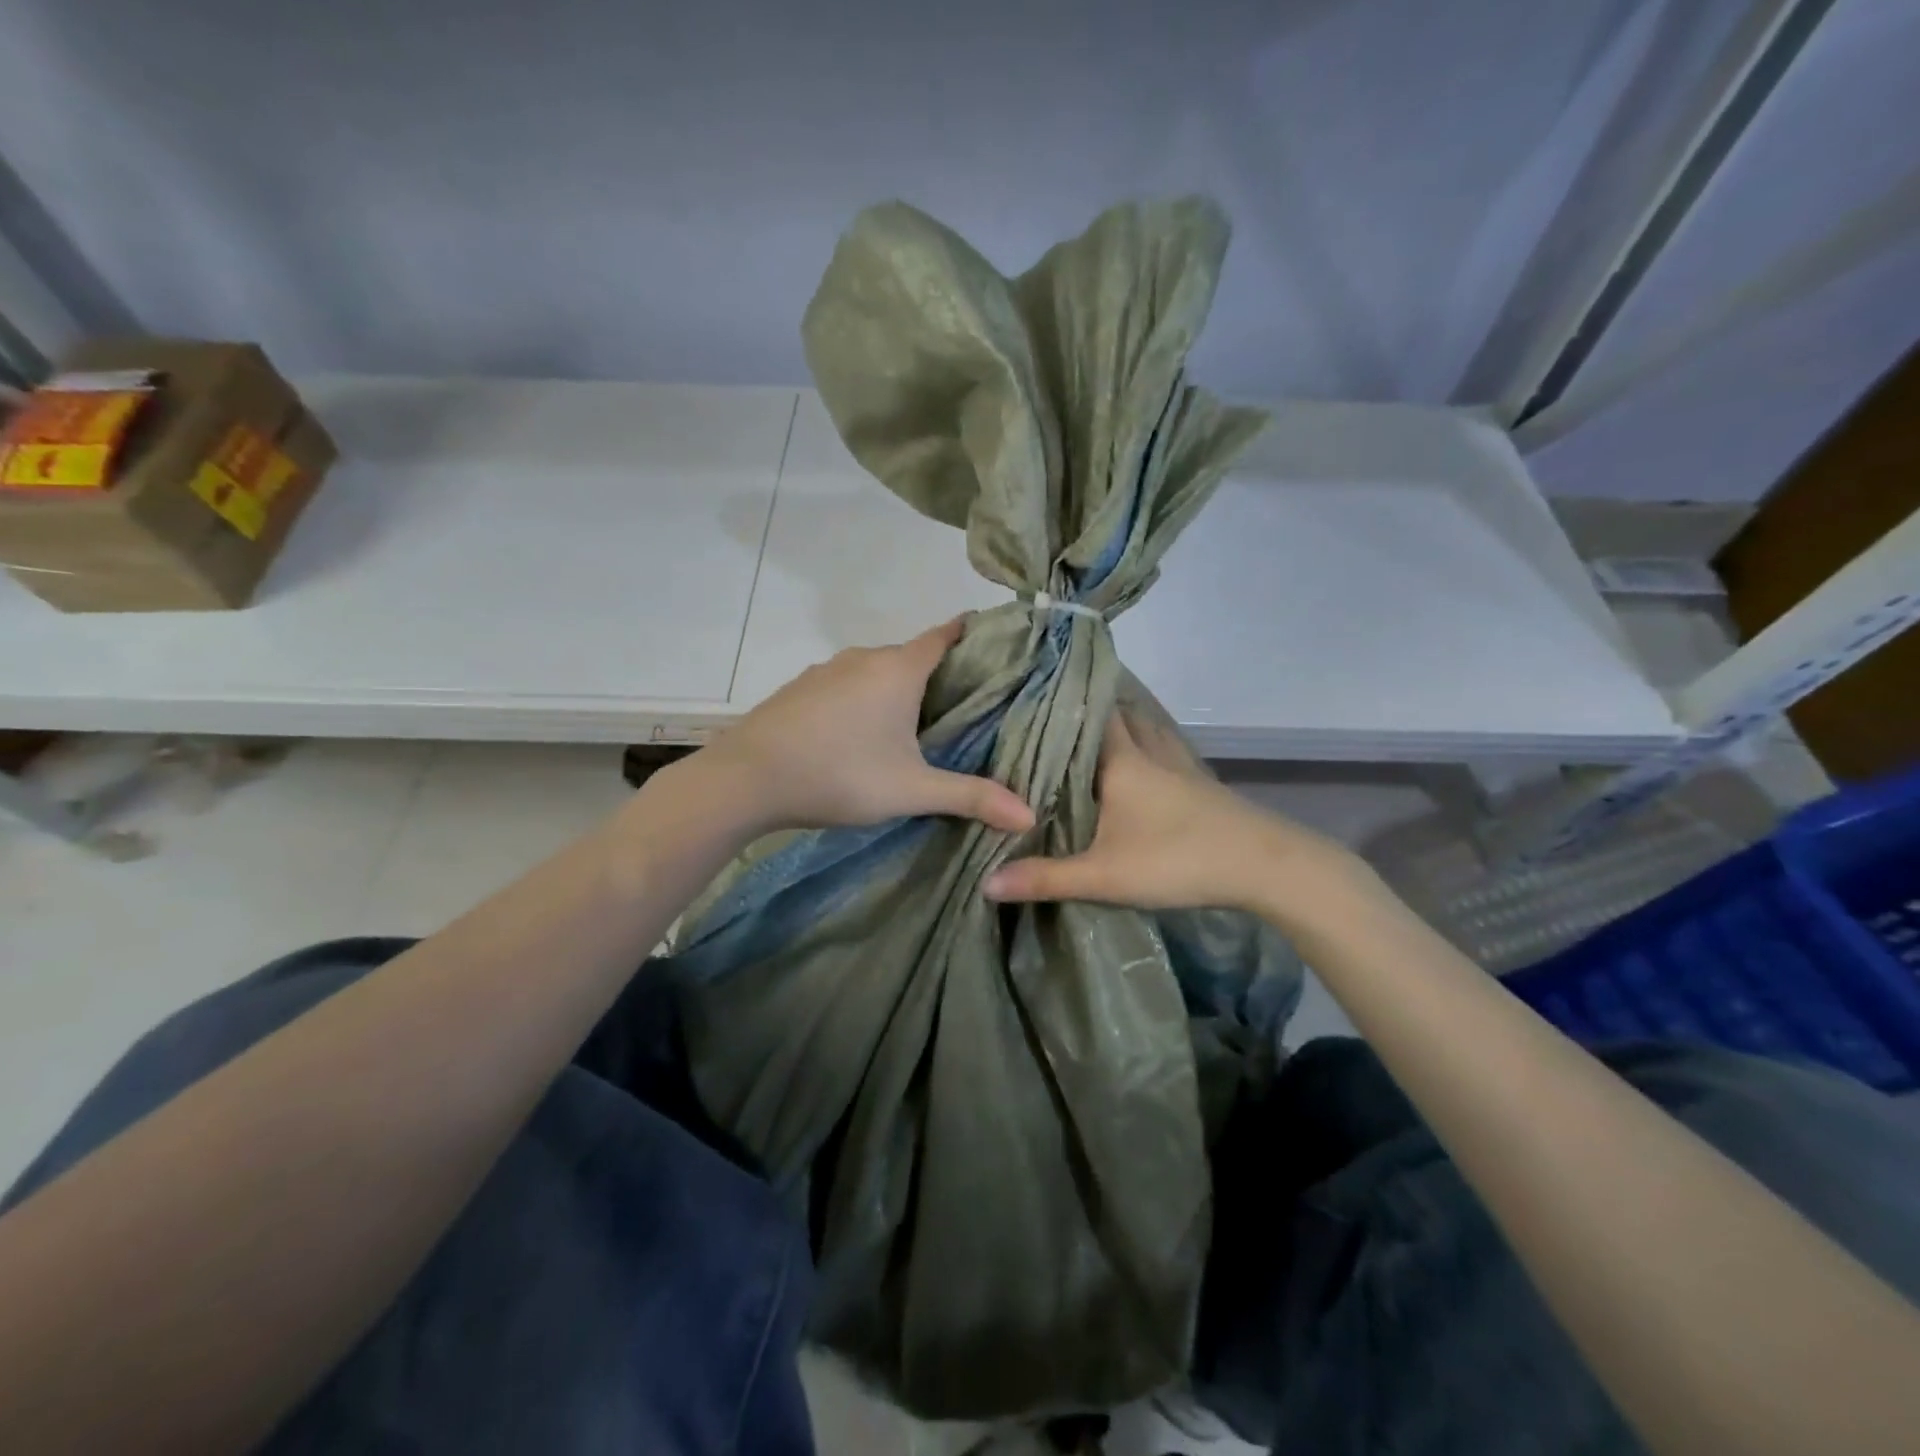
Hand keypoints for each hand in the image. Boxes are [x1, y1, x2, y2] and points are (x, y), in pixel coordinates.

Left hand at [703, 617, 1034, 834]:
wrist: (746, 779)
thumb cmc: (840, 774)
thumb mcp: (912, 790)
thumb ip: (971, 798)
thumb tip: (1029, 817)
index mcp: (899, 668)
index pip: (946, 634)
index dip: (974, 635)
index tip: (998, 644)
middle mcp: (864, 658)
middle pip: (914, 654)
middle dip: (941, 672)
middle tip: (968, 703)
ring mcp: (827, 670)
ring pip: (877, 671)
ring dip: (899, 688)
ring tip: (920, 721)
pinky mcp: (801, 689)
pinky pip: (847, 685)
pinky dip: (865, 698)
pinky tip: (863, 732)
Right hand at [982, 707, 1353, 915]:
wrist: (1264, 866)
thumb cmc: (1177, 859)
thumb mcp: (1103, 875)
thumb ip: (1044, 878)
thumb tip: (985, 883)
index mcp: (1122, 760)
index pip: (1087, 712)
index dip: (1060, 699)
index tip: (1029, 691)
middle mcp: (1150, 750)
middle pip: (1116, 714)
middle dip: (1086, 709)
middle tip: (1050, 711)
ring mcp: (1180, 764)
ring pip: (1144, 728)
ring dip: (1120, 723)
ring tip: (1088, 727)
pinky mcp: (1199, 783)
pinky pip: (1163, 749)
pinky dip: (1145, 744)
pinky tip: (1138, 760)